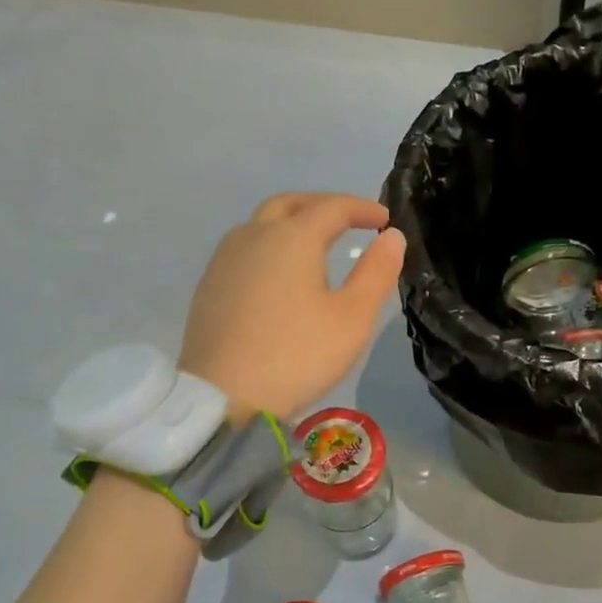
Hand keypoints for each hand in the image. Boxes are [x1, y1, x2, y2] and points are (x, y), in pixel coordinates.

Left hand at [179, 192, 405, 421]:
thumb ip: (376, 273)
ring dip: (292, 222)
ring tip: (315, 244)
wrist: (223, 397)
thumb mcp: (352, 318)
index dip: (362, 208)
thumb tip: (392, 237)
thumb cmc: (297, 356)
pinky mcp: (209, 285)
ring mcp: (224, 260)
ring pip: (261, 223)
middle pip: (290, 204)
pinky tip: (278, 274)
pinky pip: (244, 248)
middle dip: (323, 206)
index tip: (384, 219)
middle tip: (349, 220)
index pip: (332, 207)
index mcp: (292, 238)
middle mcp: (253, 236)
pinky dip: (270, 246)